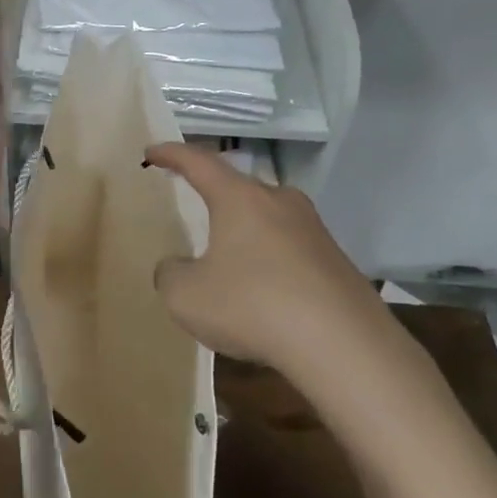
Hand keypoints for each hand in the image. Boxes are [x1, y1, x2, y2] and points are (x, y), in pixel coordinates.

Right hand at [145, 142, 390, 373]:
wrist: (345, 345)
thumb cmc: (253, 306)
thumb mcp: (186, 296)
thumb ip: (171, 274)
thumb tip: (176, 267)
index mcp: (239, 198)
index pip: (198, 162)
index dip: (171, 154)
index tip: (152, 151)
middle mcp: (279, 201)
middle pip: (239, 187)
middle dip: (214, 195)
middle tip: (194, 203)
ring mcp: (314, 229)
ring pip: (268, 218)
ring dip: (246, 232)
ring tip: (229, 256)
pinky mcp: (336, 261)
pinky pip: (291, 250)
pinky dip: (271, 262)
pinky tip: (265, 292)